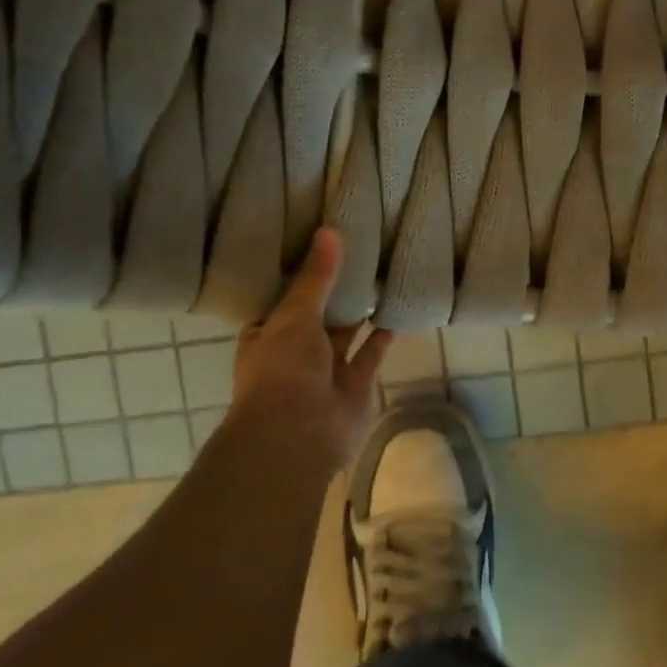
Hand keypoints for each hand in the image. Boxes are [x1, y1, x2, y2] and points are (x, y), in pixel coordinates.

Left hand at [226, 228, 392, 470]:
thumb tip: (329, 230)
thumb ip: (315, 277)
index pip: (283, 298)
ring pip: (347, 332)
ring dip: (361, 309)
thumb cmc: (283, 370)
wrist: (298, 435)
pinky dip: (384, 334)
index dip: (300, 274)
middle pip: (318, 313)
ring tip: (382, 272)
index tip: (319, 244)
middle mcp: (296, 350)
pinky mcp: (356, 383)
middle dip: (335, 290)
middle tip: (359, 250)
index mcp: (268, 333)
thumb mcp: (295, 314)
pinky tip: (398, 306)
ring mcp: (326, 369)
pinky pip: (371, 352)